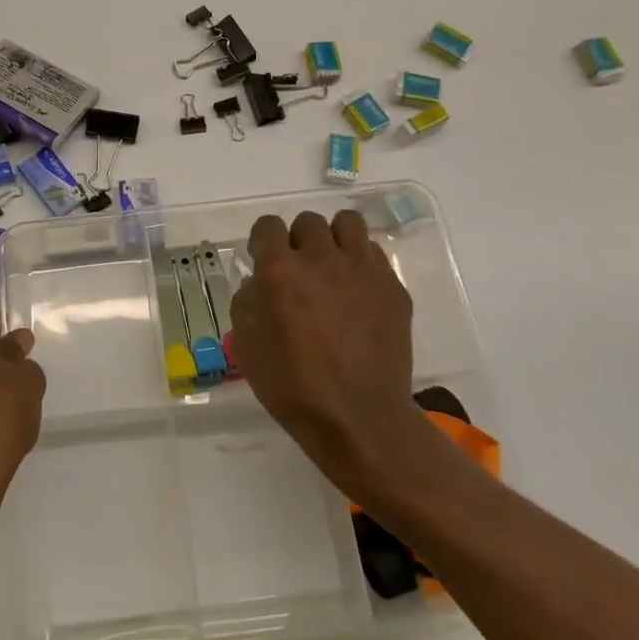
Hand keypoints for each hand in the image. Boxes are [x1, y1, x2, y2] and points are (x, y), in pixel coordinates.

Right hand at [230, 210, 442, 501]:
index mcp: (280, 271)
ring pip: (348, 223)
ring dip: (334, 238)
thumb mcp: (247, 345)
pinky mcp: (392, 286)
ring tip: (332, 266)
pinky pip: (373, 253)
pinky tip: (356, 292)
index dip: (263, 241)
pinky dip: (361, 263)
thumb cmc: (293, 386)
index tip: (264, 260)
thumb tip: (258, 282)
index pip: (268, 226)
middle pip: (308, 221)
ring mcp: (362, 270)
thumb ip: (247, 301)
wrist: (359, 418)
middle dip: (298, 240)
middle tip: (299, 270)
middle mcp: (321, 259)